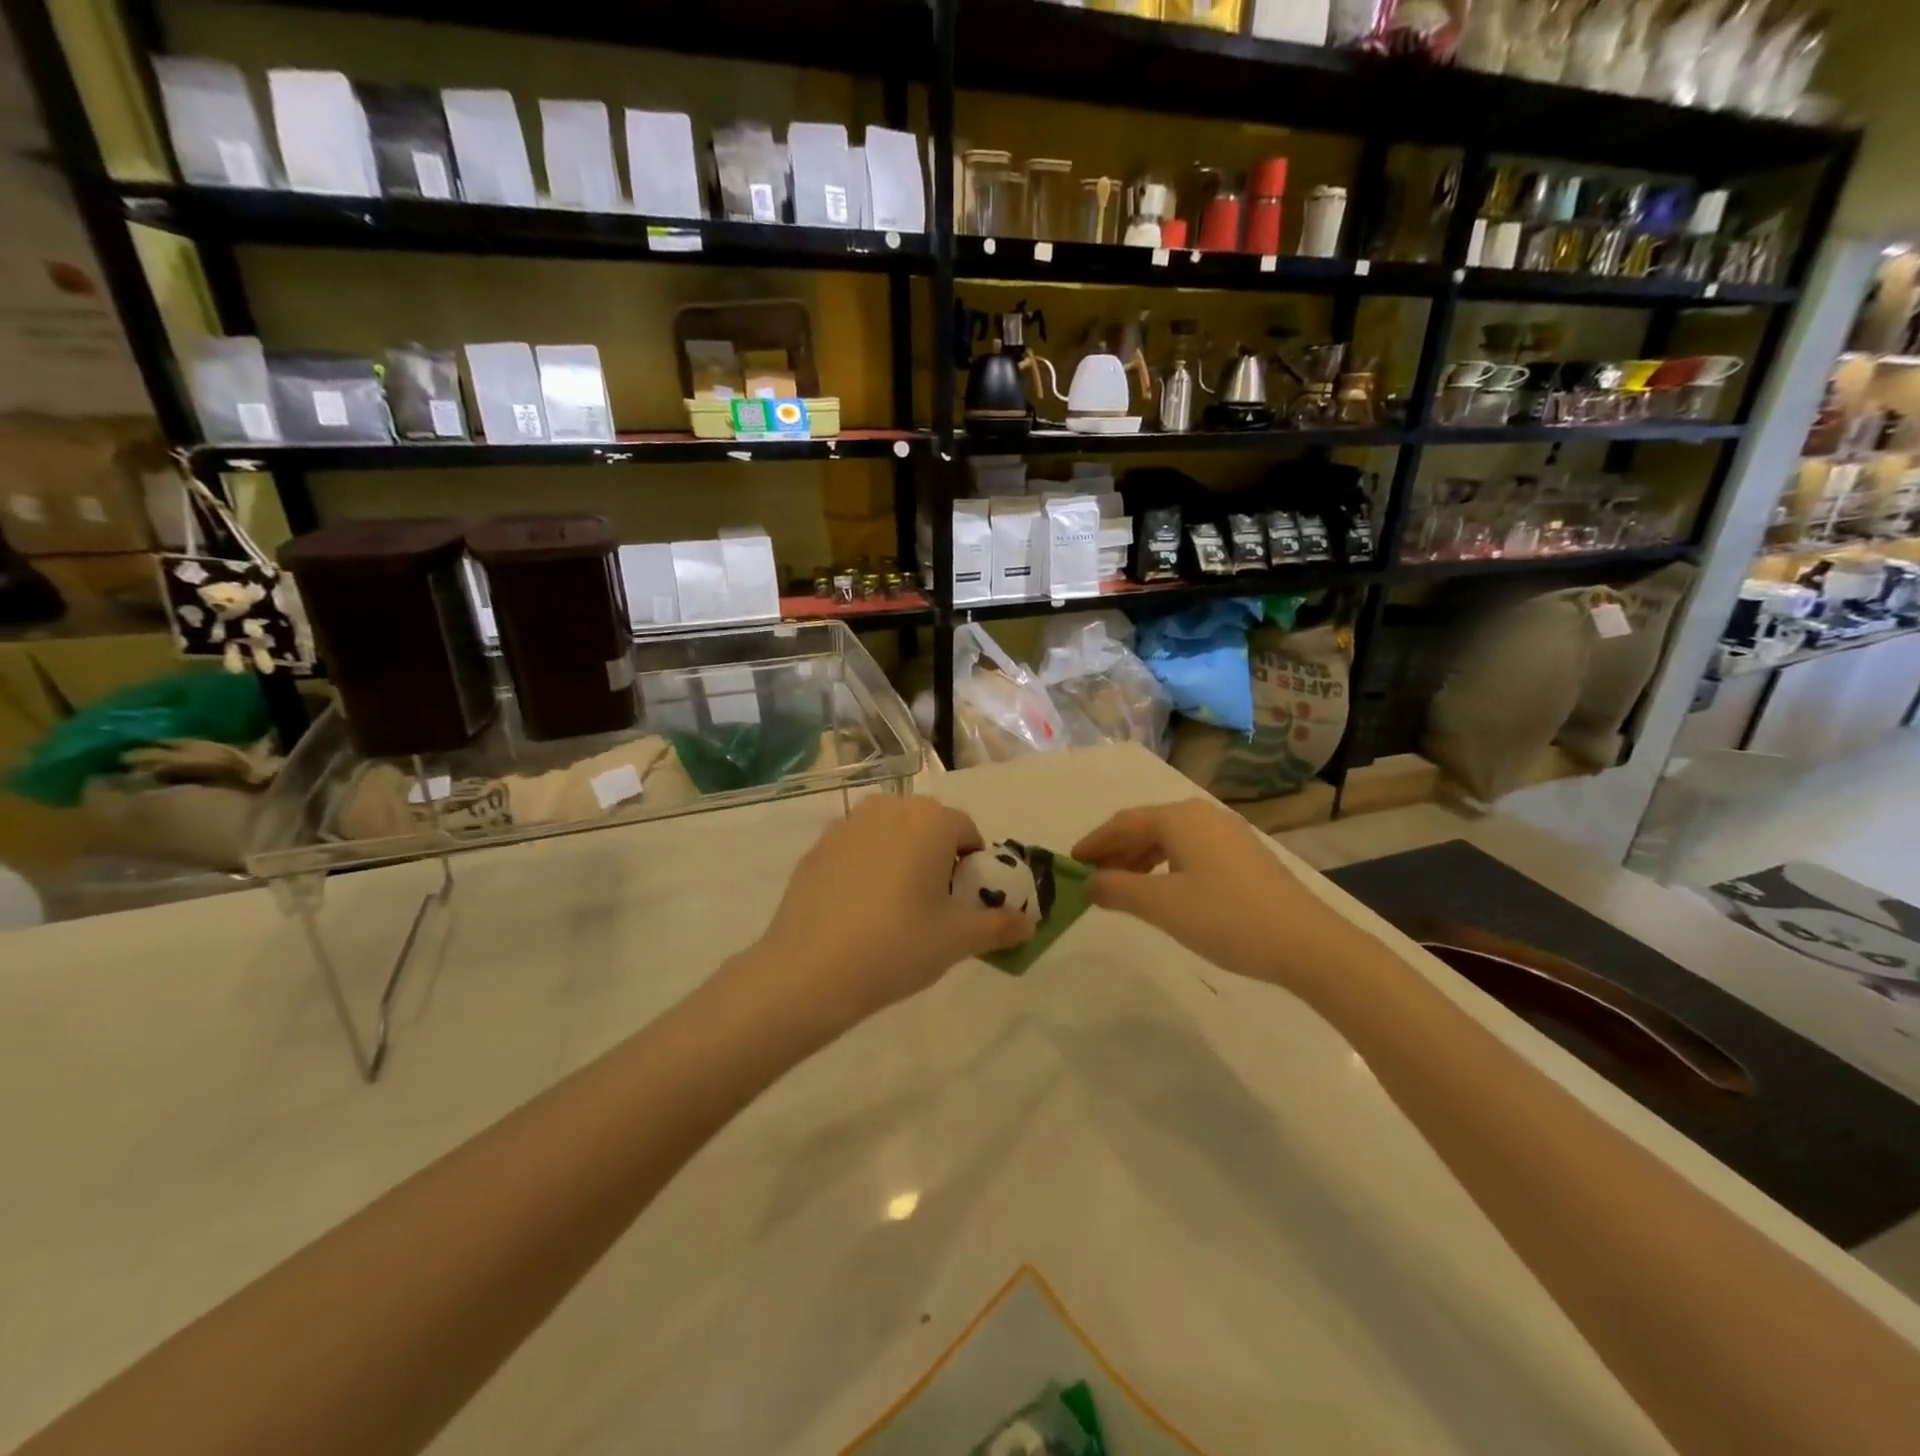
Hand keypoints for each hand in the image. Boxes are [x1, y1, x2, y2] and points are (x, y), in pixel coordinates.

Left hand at [742, 796, 1030, 1031]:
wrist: (809, 970)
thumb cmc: (898, 945)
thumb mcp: (958, 939)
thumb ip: (1000, 926)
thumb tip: (1029, 923)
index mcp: (930, 820)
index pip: (967, 831)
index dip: (972, 866)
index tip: (963, 903)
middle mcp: (889, 808)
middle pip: (928, 826)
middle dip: (937, 856)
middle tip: (931, 906)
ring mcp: (847, 825)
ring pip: (890, 834)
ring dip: (901, 857)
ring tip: (894, 908)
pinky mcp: (817, 847)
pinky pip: (857, 849)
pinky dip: (866, 867)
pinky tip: (858, 911)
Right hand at [1073, 800, 1361, 993]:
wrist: (1306, 943)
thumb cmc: (1226, 918)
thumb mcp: (1161, 906)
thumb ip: (1117, 889)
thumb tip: (1090, 881)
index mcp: (1179, 818)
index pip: (1123, 823)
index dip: (1094, 842)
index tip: (1070, 862)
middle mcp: (1202, 815)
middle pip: (1146, 827)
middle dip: (1116, 851)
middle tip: (1093, 879)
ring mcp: (1228, 834)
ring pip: (1170, 839)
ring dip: (1140, 860)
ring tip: (1123, 888)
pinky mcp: (1245, 856)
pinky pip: (1191, 851)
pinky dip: (1166, 866)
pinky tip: (1164, 891)